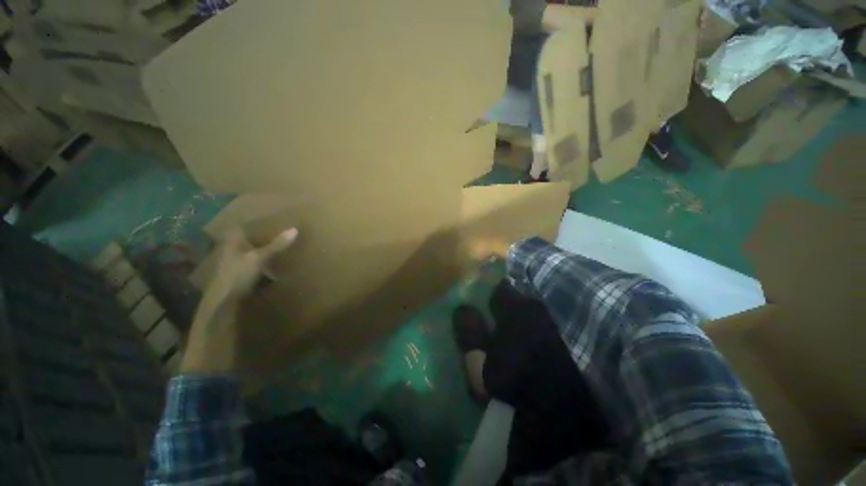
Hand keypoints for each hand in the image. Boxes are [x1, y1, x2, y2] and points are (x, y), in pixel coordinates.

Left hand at [206, 227, 298, 303]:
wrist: (222, 301)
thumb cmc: (239, 274)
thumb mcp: (260, 258)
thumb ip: (276, 245)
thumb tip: (295, 229)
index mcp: (232, 241)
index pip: (241, 226)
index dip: (253, 223)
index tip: (268, 221)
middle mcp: (229, 249)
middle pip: (245, 239)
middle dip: (258, 237)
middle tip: (276, 235)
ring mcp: (230, 263)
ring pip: (247, 252)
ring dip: (259, 251)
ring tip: (276, 251)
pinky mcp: (234, 275)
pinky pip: (249, 264)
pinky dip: (259, 264)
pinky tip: (269, 268)